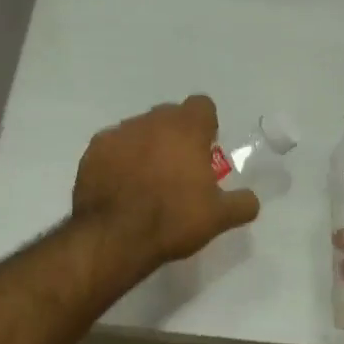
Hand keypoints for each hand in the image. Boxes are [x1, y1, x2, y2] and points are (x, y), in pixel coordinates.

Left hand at [73, 95, 259, 265]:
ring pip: (139, 129)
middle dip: (176, 135)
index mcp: (187, 129)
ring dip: (147, 146)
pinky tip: (121, 186)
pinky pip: (113, 146)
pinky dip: (120, 159)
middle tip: (179, 169)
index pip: (202, 105)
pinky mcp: (93, 151)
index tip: (205, 149)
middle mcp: (152, 121)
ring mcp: (118, 133)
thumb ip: (242, 203)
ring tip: (147, 180)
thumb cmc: (173, 220)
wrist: (114, 238)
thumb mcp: (219, 218)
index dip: (206, 125)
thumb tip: (250, 200)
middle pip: (169, 115)